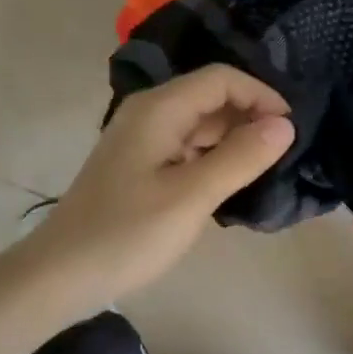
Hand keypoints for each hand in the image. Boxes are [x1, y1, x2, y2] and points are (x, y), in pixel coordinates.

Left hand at [24, 66, 294, 307]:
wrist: (61, 275)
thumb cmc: (127, 234)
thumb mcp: (191, 196)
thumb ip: (240, 157)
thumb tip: (285, 125)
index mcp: (159, 109)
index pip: (221, 78)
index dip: (261, 96)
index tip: (291, 130)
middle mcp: (149, 114)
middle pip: (210, 97)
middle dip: (250, 116)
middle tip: (285, 152)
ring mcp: (142, 141)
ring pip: (200, 124)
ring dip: (234, 138)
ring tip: (266, 168)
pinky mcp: (140, 167)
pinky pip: (187, 148)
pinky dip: (214, 157)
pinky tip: (231, 182)